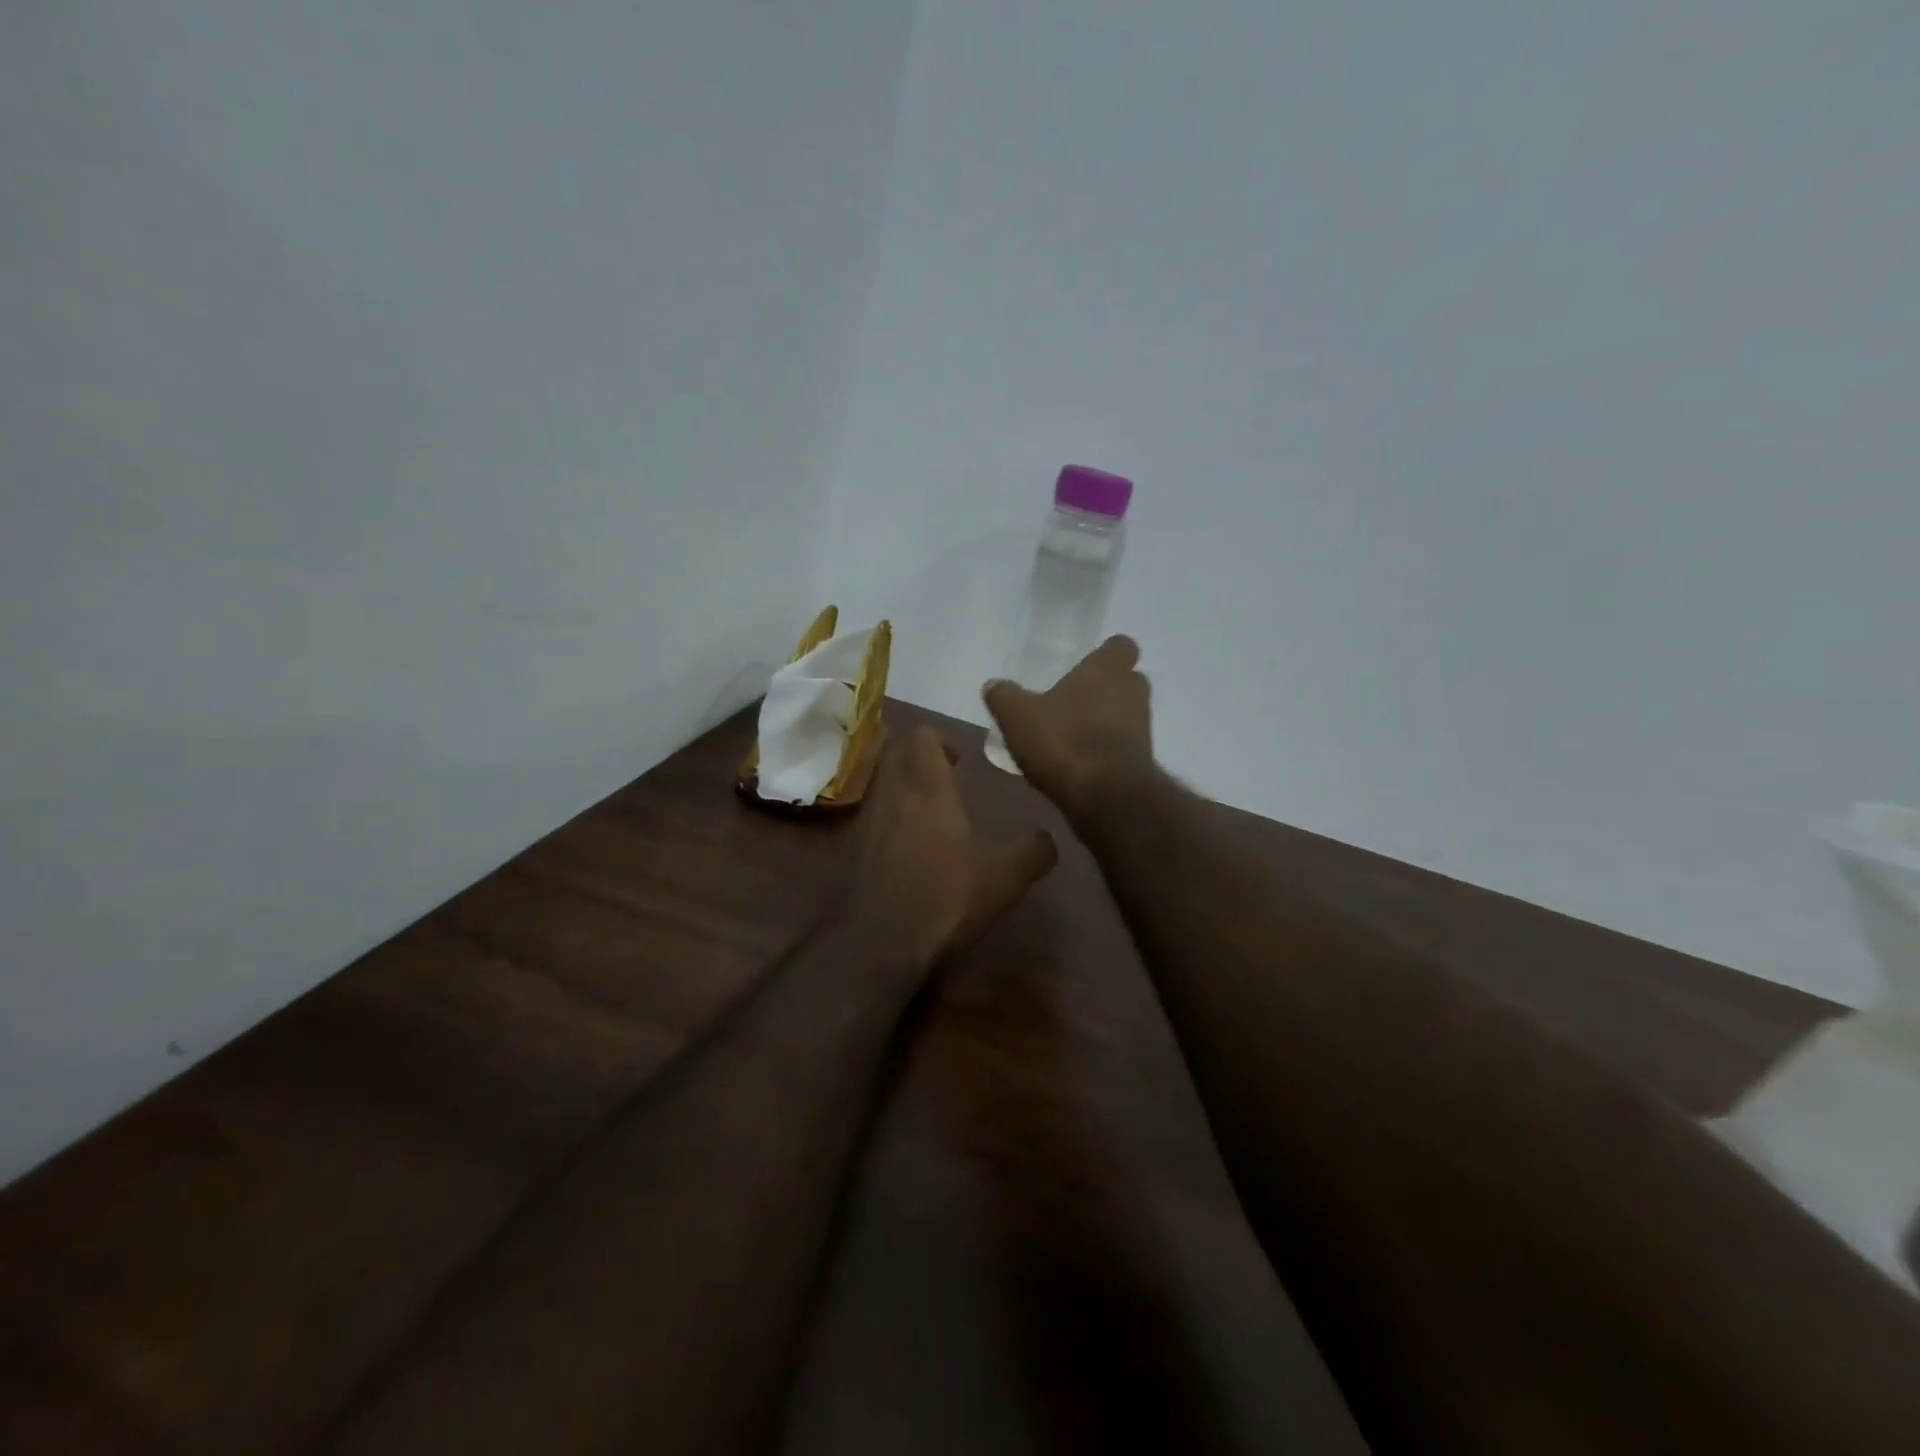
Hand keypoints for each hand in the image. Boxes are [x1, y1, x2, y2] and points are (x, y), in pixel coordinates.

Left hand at [850, 726, 1057, 964]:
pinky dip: (888, 814)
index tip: (960, 760)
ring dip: (901, 782)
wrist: (879, 942)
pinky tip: (908, 844)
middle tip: (943, 776)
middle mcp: (892, 793)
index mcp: (927, 788)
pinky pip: (870, 812)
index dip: (941, 738)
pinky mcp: (853, 847)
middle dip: (917, 754)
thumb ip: (1032, 853)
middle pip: (894, 749)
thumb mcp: (1003, 879)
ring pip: (880, 780)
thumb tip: (1050, 839)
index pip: (923, 736)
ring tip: (929, 809)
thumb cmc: (944, 898)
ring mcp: (867, 819)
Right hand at [982, 635, 1155, 818]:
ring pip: (1125, 714)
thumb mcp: (1017, 715)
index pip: (1122, 646)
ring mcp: (1142, 728)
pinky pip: (1122, 746)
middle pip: (1126, 681)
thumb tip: (994, 685)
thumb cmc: (1064, 741)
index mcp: (1108, 670)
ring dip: (1103, 721)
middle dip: (1104, 688)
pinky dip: (1104, 750)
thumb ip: (1004, 696)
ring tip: (1068, 735)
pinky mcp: (1141, 762)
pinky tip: (1076, 763)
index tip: (1085, 665)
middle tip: (1072, 699)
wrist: (1106, 797)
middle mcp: (1133, 693)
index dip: (1105, 654)